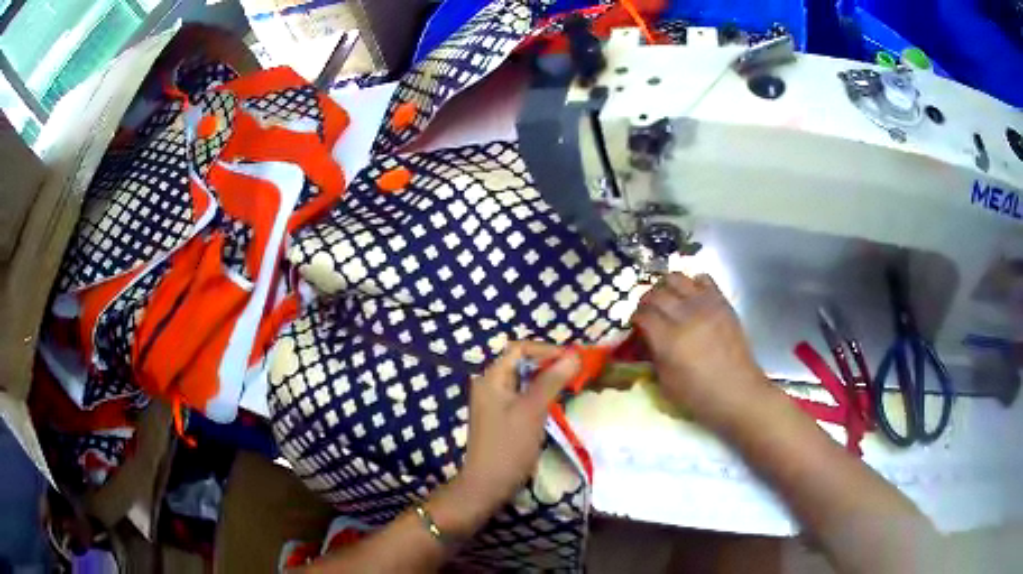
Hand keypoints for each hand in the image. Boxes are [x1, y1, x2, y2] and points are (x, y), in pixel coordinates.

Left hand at [451, 342, 579, 525]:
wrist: (488, 485)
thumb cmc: (508, 446)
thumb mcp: (532, 410)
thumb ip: (551, 381)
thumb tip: (573, 356)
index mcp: (492, 378)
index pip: (521, 348)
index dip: (548, 350)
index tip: (574, 360)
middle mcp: (491, 385)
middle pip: (522, 362)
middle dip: (550, 363)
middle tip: (577, 372)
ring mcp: (495, 402)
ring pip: (525, 380)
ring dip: (547, 379)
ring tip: (572, 385)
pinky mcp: (502, 417)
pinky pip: (523, 396)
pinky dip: (541, 395)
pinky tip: (556, 403)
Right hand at [631, 273, 767, 429]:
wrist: (737, 391)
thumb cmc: (699, 396)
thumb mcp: (665, 384)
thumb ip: (653, 357)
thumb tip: (646, 340)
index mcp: (668, 339)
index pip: (643, 314)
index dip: (635, 318)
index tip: (636, 325)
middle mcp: (685, 316)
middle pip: (656, 293)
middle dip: (647, 301)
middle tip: (648, 311)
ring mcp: (706, 306)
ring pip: (676, 278)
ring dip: (666, 287)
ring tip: (667, 299)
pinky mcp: (722, 302)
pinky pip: (703, 278)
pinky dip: (693, 283)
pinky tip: (692, 297)